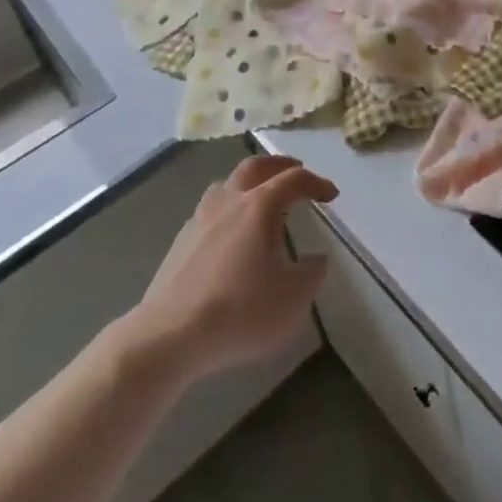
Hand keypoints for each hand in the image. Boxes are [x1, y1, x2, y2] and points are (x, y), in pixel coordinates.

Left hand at [135, 154, 337, 379]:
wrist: (170, 336)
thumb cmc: (240, 311)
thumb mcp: (294, 298)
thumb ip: (313, 273)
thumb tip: (316, 258)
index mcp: (260, 206)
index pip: (294, 179)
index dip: (317, 182)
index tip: (331, 194)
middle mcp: (229, 201)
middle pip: (255, 167)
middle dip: (279, 165)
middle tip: (296, 172)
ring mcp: (200, 219)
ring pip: (226, 184)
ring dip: (247, 183)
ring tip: (259, 198)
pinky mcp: (180, 241)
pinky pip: (209, 210)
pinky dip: (226, 209)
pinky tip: (229, 233)